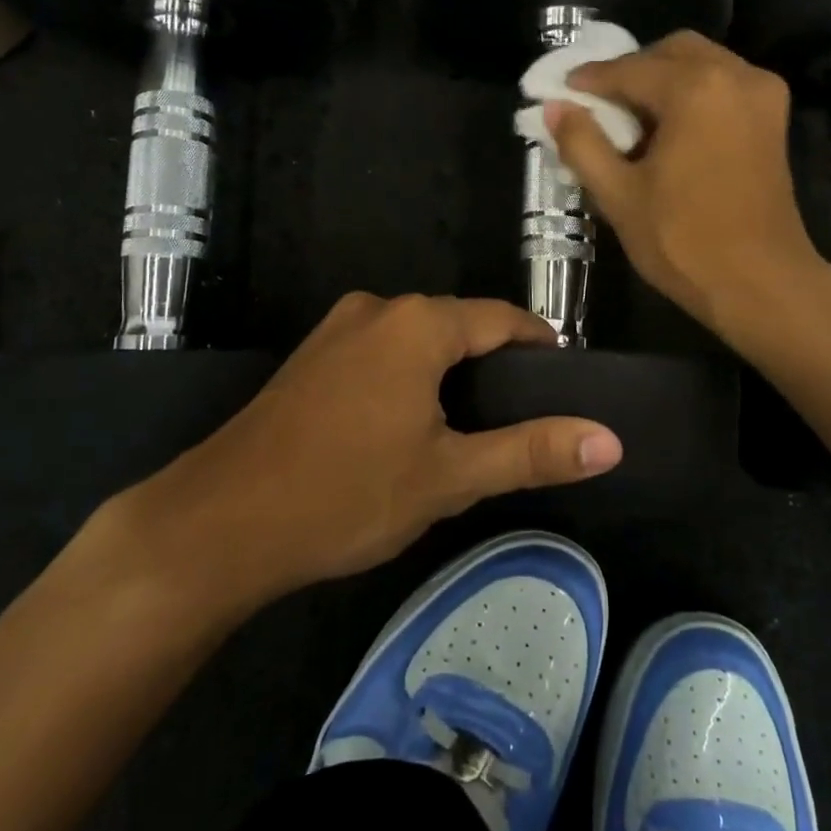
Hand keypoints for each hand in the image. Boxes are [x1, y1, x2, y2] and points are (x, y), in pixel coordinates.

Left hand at [104, 293, 622, 608]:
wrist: (220, 521)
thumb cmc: (346, 494)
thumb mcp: (449, 477)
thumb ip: (531, 452)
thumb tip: (610, 440)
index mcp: (418, 323)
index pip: (502, 319)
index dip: (539, 345)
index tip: (564, 380)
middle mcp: (378, 309)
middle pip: (458, 325)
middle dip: (494, 362)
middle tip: (522, 416)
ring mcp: (336, 329)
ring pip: (416, 339)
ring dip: (449, 371)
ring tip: (473, 424)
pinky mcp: (311, 357)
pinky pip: (380, 351)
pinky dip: (408, 376)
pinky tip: (409, 423)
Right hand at [547, 31, 823, 335]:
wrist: (761, 284)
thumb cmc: (684, 241)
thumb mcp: (619, 194)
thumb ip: (582, 144)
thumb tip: (554, 108)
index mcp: (696, 88)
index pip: (629, 69)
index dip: (590, 80)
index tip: (562, 91)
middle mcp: (735, 75)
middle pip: (671, 52)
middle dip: (632, 71)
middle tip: (600, 105)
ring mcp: (762, 94)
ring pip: (701, 64)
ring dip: (663, 80)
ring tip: (633, 120)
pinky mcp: (774, 119)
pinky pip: (724, 85)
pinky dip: (692, 93)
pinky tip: (670, 129)